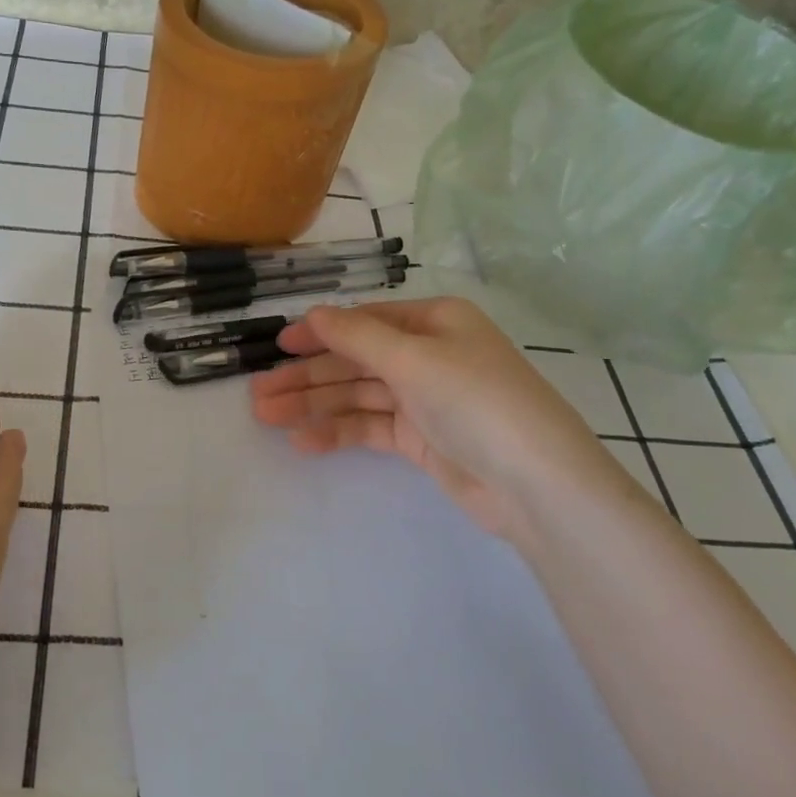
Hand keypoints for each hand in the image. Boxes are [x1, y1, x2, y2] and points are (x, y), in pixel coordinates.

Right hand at [249, 297, 651, 556]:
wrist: (536, 484)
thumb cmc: (476, 401)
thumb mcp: (414, 358)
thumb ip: (357, 336)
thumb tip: (313, 312)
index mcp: (434, 322)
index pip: (365, 321)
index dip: (319, 332)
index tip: (277, 346)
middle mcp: (428, 355)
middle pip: (355, 360)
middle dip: (308, 375)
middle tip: (259, 393)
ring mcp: (425, 399)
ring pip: (358, 395)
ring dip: (314, 404)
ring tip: (267, 417)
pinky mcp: (422, 439)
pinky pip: (370, 427)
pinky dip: (338, 431)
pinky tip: (304, 442)